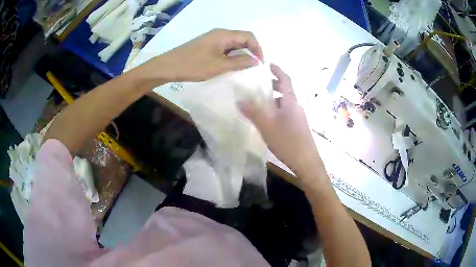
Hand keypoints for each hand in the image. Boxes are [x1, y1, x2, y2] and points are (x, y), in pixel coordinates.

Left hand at [141, 28, 263, 82]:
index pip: (249, 36)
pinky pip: (225, 48)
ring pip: (233, 44)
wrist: (168, 66)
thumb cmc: (194, 65)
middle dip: (250, 51)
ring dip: (241, 54)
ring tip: (243, 68)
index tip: (259, 64)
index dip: (257, 48)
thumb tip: (256, 61)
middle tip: (253, 67)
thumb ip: (240, 62)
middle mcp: (220, 33)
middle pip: (242, 39)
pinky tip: (230, 66)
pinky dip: (231, 56)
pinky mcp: (207, 45)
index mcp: (224, 35)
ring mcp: (212, 39)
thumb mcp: (219, 66)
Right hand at [240, 64, 319, 173]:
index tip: (268, 64)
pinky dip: (276, 109)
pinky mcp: (298, 127)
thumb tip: (239, 100)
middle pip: (286, 90)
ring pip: (285, 102)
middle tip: (259, 84)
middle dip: (273, 85)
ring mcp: (298, 117)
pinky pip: (286, 112)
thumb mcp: (267, 126)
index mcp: (291, 101)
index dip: (277, 70)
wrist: (306, 162)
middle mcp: (297, 106)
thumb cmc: (288, 141)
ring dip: (274, 98)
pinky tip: (268, 119)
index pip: (285, 79)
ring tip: (260, 102)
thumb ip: (253, 112)